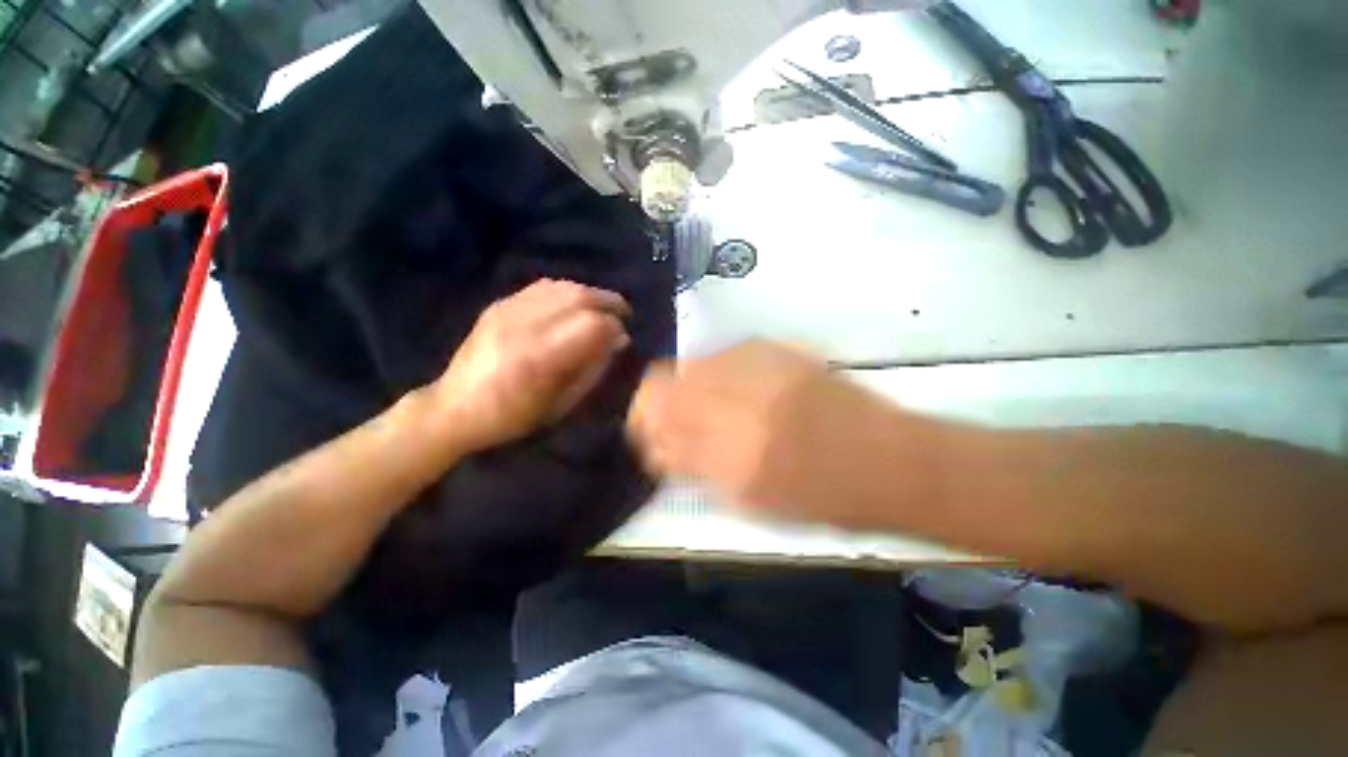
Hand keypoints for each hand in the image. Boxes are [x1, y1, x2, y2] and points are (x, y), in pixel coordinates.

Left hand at [430, 279, 629, 451]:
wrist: (454, 408)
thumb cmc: (513, 417)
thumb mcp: (562, 404)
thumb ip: (594, 369)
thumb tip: (618, 340)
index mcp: (539, 358)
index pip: (591, 324)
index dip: (614, 326)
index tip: (624, 336)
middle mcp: (524, 325)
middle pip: (579, 297)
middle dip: (609, 302)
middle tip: (623, 314)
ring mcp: (508, 310)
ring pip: (563, 286)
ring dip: (590, 294)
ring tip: (603, 308)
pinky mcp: (499, 304)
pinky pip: (542, 287)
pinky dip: (567, 291)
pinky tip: (575, 304)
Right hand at [627, 340, 890, 521]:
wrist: (887, 459)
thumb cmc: (820, 497)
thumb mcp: (749, 500)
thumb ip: (695, 468)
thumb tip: (659, 447)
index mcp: (731, 450)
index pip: (656, 418)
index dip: (641, 422)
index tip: (646, 436)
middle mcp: (738, 398)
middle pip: (664, 379)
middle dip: (655, 400)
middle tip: (669, 420)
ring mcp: (757, 366)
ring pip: (691, 363)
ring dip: (685, 384)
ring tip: (704, 406)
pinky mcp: (776, 349)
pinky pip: (723, 355)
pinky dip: (715, 373)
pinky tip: (734, 390)